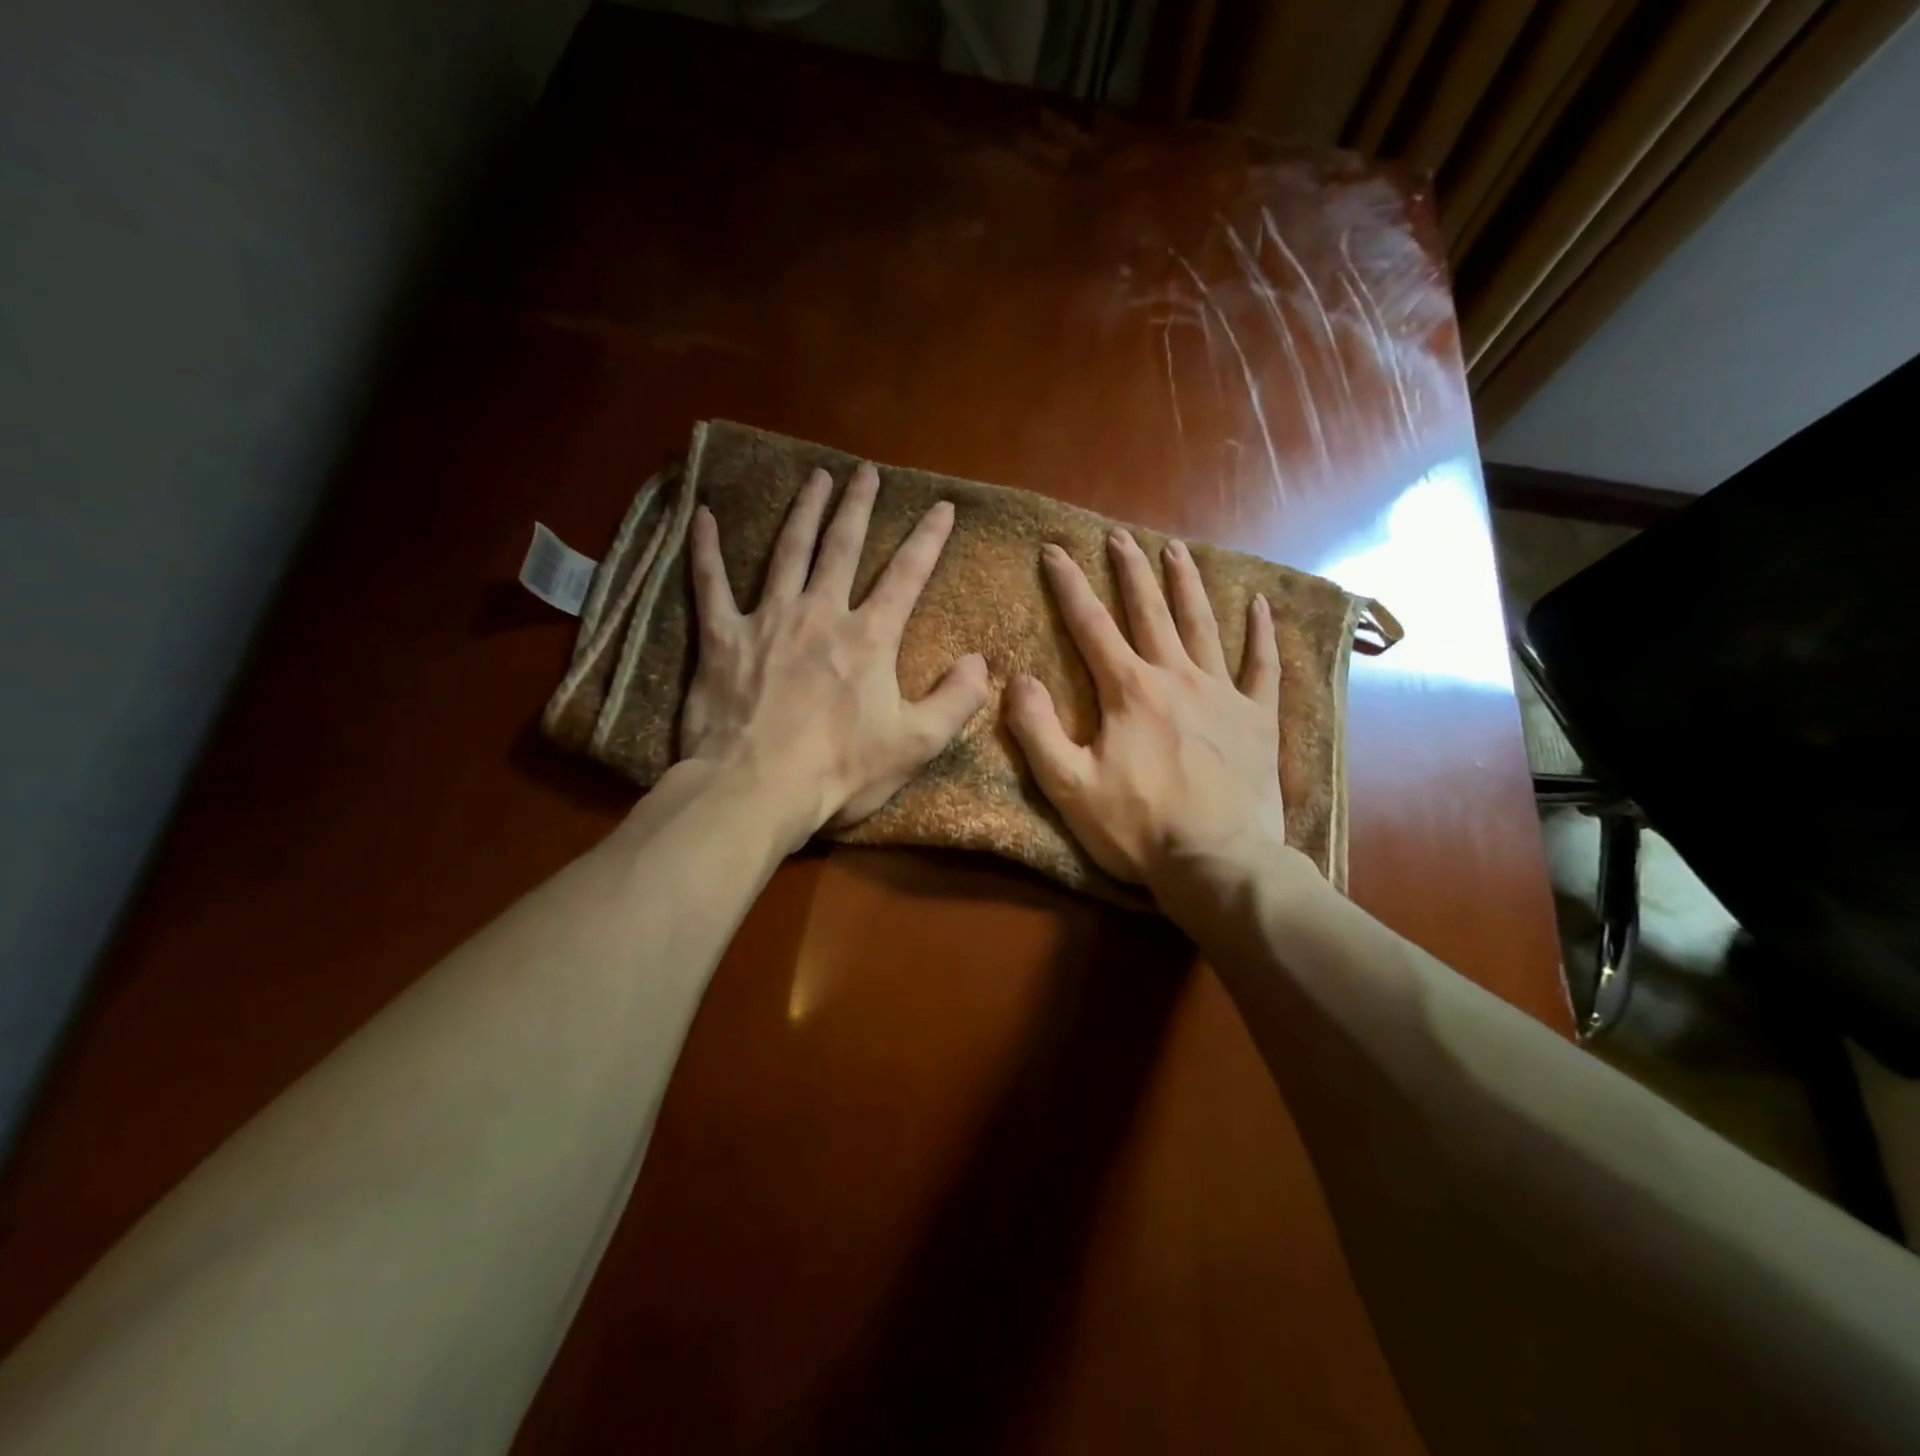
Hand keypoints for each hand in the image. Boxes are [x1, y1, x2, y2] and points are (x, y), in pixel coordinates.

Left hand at [680, 462, 989, 851]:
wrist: (756, 790)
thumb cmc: (840, 771)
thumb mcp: (916, 744)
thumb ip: (955, 700)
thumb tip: (980, 661)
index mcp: (869, 638)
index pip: (907, 575)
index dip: (928, 539)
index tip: (942, 507)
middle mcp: (820, 614)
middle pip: (842, 547)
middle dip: (858, 506)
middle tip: (866, 472)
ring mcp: (767, 621)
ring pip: (787, 552)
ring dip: (803, 511)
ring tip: (815, 477)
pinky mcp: (721, 639)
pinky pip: (710, 585)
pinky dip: (706, 550)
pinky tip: (702, 516)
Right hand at [1005, 530, 1288, 897]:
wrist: (1216, 862)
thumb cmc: (1137, 827)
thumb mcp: (1067, 785)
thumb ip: (1036, 728)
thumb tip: (1019, 679)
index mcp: (1128, 691)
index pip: (1090, 625)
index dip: (1069, 585)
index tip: (1054, 550)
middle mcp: (1176, 677)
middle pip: (1149, 612)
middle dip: (1131, 571)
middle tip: (1120, 536)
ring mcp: (1223, 694)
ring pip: (1203, 626)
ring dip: (1187, 585)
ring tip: (1176, 550)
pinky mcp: (1258, 719)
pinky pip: (1263, 667)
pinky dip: (1262, 635)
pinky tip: (1261, 606)